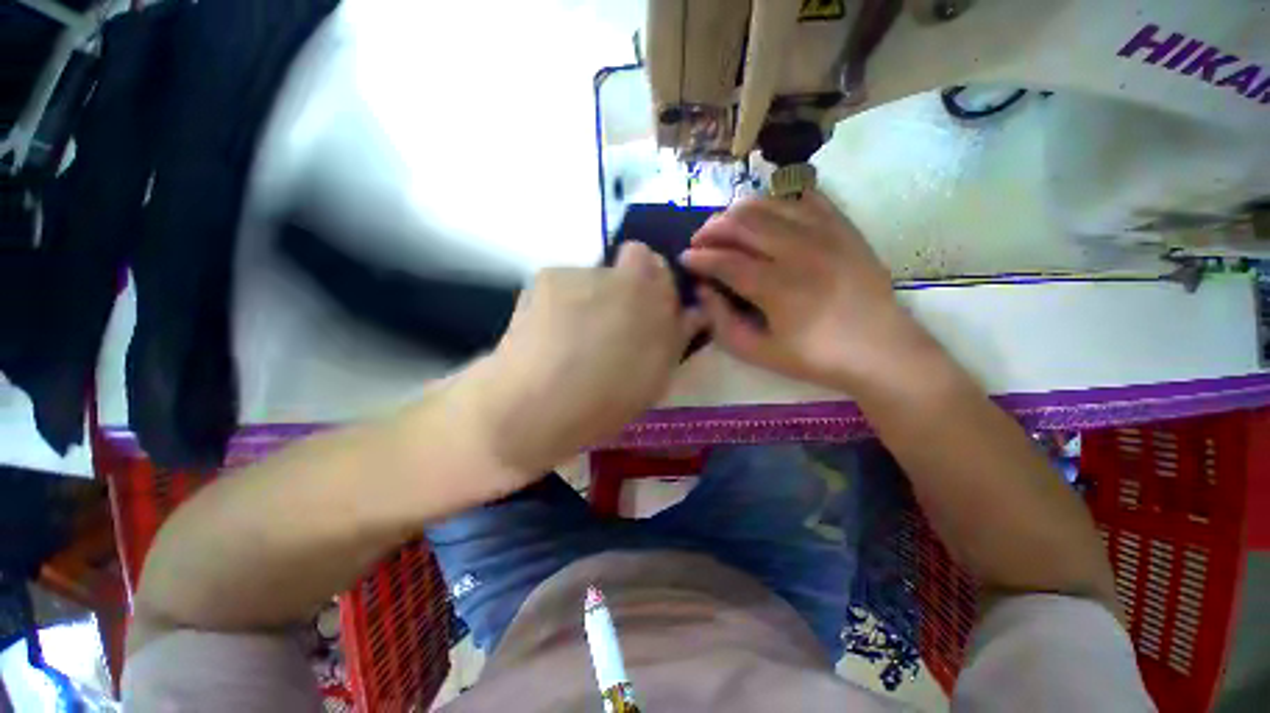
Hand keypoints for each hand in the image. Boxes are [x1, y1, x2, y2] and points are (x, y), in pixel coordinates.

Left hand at [463, 242, 702, 474]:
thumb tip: (692, 312)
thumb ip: (676, 336)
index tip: (648, 312)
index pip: (659, 264)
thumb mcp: (656, 376)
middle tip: (612, 327)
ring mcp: (578, 272)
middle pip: (629, 265)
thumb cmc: (604, 399)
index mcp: (649, 296)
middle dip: (626, 290)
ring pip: (594, 278)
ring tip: (575, 337)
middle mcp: (616, 273)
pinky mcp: (546, 277)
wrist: (534, 405)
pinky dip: (562, 302)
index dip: (655, 285)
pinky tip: (550, 333)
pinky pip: (564, 284)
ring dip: (592, 298)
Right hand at [681, 191, 930, 389]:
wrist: (882, 350)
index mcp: (776, 288)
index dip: (698, 257)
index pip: (724, 261)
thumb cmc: (816, 357)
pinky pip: (803, 196)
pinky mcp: (842, 226)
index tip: (684, 259)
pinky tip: (766, 215)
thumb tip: (703, 290)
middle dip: (711, 228)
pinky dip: (777, 200)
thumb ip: (722, 323)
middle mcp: (798, 251)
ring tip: (725, 226)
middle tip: (700, 241)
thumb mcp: (759, 353)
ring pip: (768, 203)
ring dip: (737, 211)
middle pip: (742, 223)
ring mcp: (824, 233)